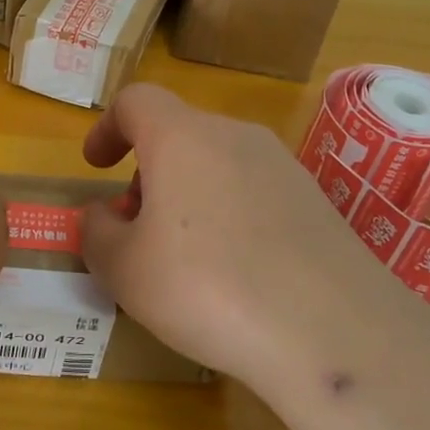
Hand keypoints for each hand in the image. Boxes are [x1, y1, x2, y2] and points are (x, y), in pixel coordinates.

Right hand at [79, 84, 409, 389]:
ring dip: (188, 193)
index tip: (96, 166)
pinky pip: (254, 191)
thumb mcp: (125, 270)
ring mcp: (282, 165)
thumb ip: (97, 234)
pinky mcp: (316, 200)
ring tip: (183, 256)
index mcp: (181, 137)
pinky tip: (236, 272)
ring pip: (217, 162)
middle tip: (136, 228)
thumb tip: (101, 217)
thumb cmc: (208, 287)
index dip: (108, 127)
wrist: (333, 329)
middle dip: (147, 173)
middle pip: (178, 134)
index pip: (136, 101)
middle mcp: (234, 136)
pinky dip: (229, 213)